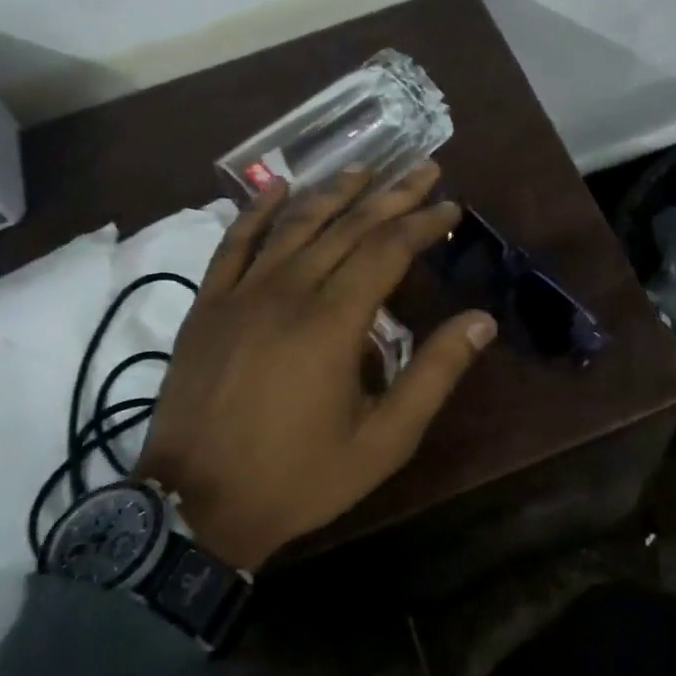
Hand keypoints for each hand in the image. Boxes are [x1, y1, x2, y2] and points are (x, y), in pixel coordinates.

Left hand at [135, 162, 496, 568]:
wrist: (195, 507)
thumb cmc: (298, 477)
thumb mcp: (384, 440)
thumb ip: (434, 374)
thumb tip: (481, 321)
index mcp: (333, 322)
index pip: (387, 250)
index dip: (423, 224)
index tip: (450, 207)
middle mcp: (288, 291)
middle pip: (347, 227)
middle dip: (391, 195)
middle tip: (424, 168)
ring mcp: (241, 294)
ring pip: (294, 225)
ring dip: (334, 192)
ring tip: (366, 168)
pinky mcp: (208, 305)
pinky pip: (233, 244)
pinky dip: (257, 211)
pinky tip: (277, 189)